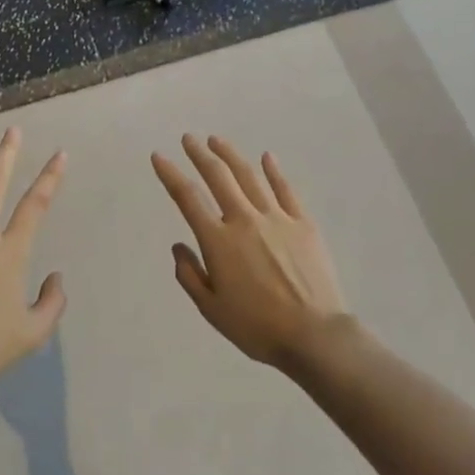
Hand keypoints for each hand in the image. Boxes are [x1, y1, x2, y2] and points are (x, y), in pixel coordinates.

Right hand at [152, 135, 349, 371]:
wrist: (314, 335)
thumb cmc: (257, 327)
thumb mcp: (211, 309)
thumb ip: (190, 275)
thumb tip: (179, 247)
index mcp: (218, 241)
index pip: (187, 198)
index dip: (170, 174)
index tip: (159, 156)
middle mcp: (244, 220)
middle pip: (218, 176)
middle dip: (200, 154)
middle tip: (189, 138)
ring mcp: (276, 218)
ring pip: (249, 176)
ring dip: (231, 155)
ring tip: (217, 141)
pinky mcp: (303, 224)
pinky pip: (286, 190)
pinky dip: (274, 171)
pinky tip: (267, 157)